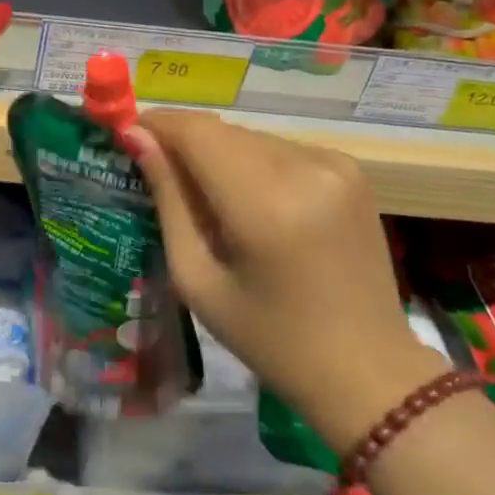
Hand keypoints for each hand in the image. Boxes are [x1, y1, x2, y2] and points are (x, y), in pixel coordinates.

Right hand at [127, 111, 445, 451]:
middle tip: (156, 170)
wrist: (368, 370)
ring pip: (250, 137)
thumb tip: (136, 137)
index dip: (158, 124)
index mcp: (265, 206)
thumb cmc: (270, 339)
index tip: (127, 132)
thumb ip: (168, 200)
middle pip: (223, 131)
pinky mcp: (350, 168)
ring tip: (204, 195)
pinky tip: (251, 201)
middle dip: (184, 141)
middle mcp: (305, 169)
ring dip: (218, 152)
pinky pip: (280, 148)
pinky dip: (253, 162)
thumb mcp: (199, 279)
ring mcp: (334, 164)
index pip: (197, 132)